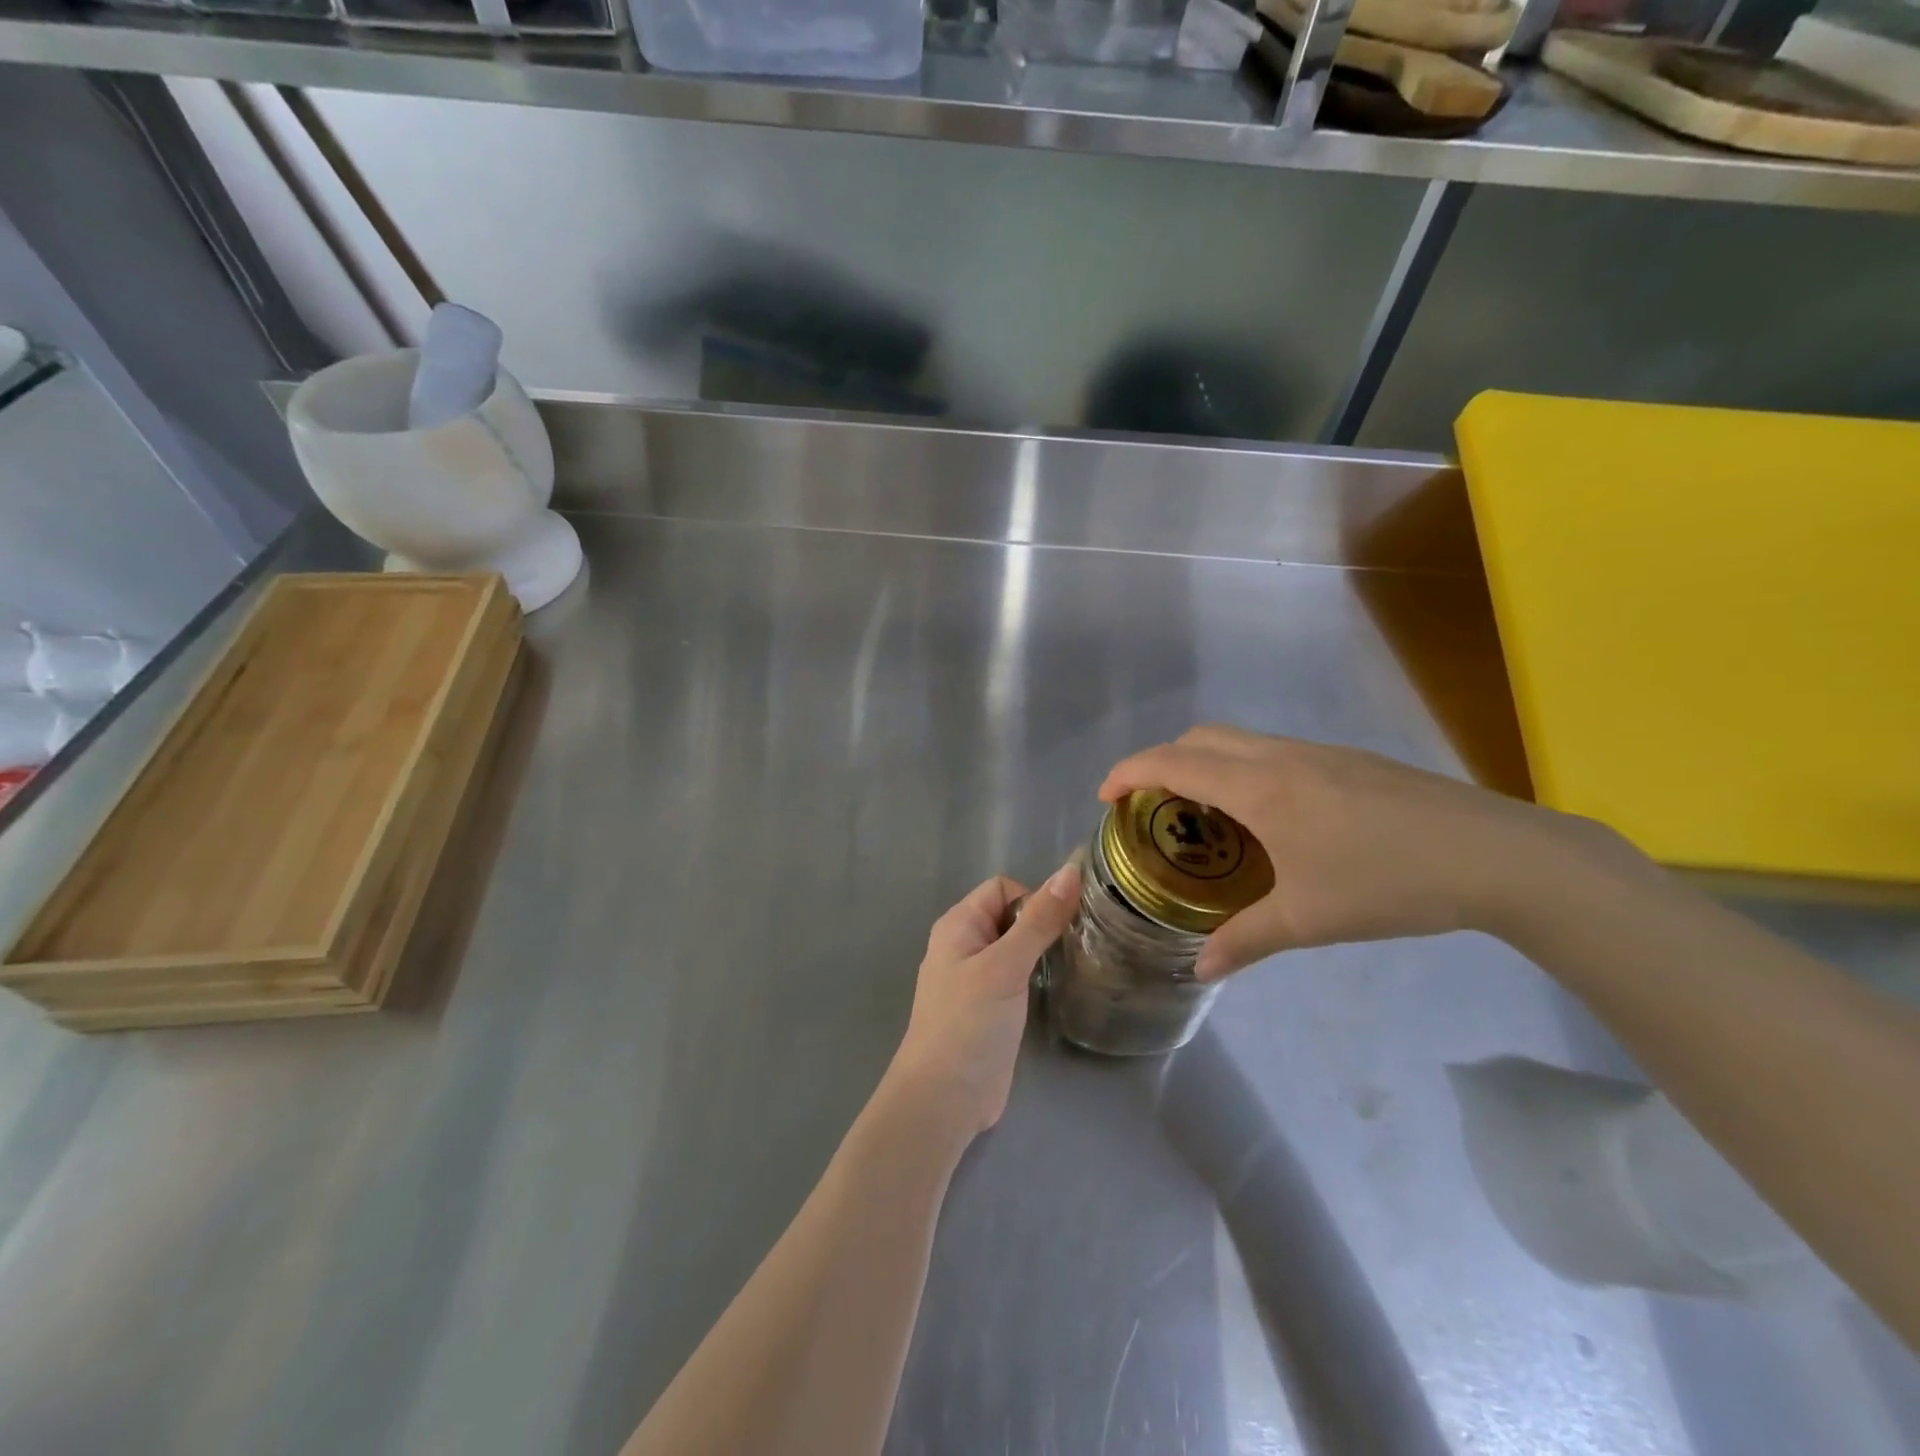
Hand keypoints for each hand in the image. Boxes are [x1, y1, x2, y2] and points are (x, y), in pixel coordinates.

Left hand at [888, 865, 1080, 1138]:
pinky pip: (1020, 977)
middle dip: (1044, 924)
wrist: (944, 1099)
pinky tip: (1061, 988)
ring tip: (1075, 964)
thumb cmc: (968, 1023)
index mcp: (959, 925)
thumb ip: (1038, 921)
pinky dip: (1039, 976)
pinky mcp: (993, 1008)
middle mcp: (966, 945)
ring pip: (1018, 948)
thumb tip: (1071, 872)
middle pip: (1012, 916)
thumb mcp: (1005, 966)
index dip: (1032, 898)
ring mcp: (979, 979)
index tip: (1060, 926)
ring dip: (1044, 951)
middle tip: (1078, 945)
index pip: (1002, 888)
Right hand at [1100, 726, 1629, 978]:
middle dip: (1162, 761)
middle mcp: (1280, 756)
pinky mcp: (1348, 760)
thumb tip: (1199, 969)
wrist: (1498, 855)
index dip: (1130, 772)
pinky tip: (1267, 816)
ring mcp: (1318, 752)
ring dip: (1205, 762)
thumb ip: (1246, 940)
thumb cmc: (1390, 883)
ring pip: (1239, 739)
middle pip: (1200, 736)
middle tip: (1151, 806)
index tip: (1106, 796)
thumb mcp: (1309, 918)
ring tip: (1203, 813)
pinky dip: (1242, 768)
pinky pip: (1272, 750)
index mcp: (1260, 787)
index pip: (1173, 761)